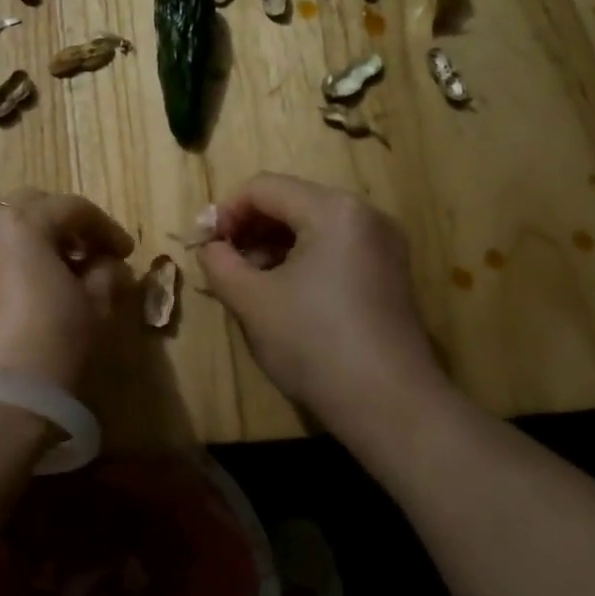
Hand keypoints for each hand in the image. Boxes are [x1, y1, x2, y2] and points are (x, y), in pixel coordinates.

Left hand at [0, 190, 135, 391]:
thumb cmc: (51, 339)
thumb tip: (109, 265)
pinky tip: (31, 295)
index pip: (72, 207)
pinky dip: (12, 264)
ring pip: (4, 234)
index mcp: (22, 223)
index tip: (125, 252)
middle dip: (63, 223)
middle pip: (30, 207)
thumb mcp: (94, 306)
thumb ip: (106, 275)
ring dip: (35, 243)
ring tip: (60, 275)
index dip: (105, 227)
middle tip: (88, 252)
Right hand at [196, 174, 445, 433]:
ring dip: (272, 245)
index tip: (204, 246)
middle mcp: (365, 215)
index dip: (225, 212)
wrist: (390, 406)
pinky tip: (282, 294)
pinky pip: (334, 248)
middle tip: (222, 263)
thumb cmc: (314, 343)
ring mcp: (383, 244)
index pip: (263, 188)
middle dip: (249, 228)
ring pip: (312, 226)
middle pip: (291, 202)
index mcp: (333, 210)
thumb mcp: (251, 300)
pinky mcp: (390, 273)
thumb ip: (220, 263)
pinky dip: (301, 260)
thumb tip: (210, 248)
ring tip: (248, 282)